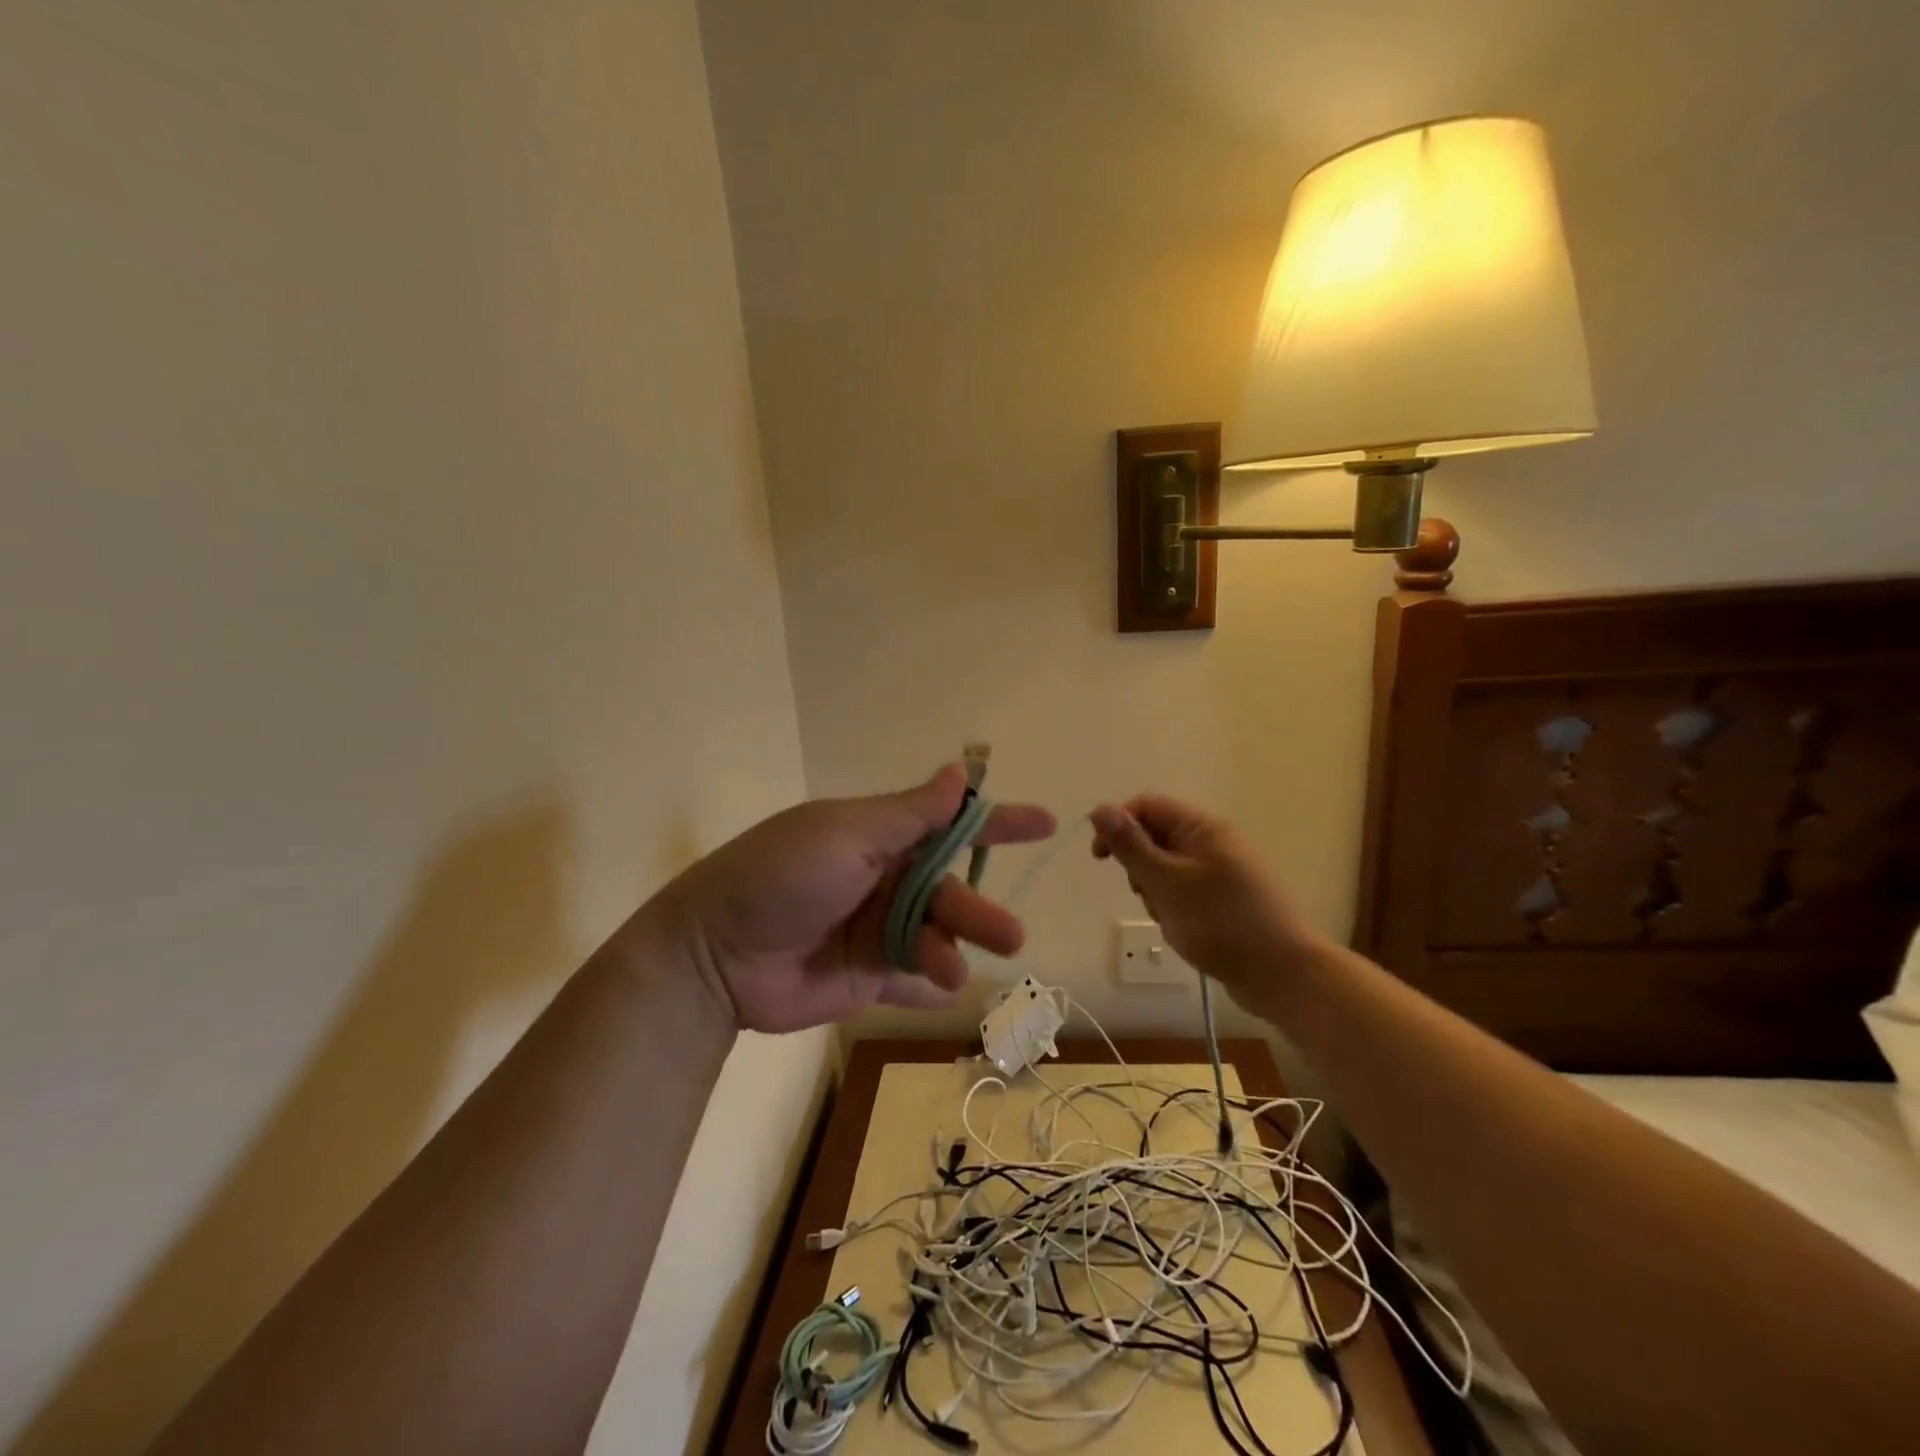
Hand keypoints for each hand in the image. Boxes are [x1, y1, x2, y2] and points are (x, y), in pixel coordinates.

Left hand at [636, 764, 1055, 1032]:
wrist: (715, 955)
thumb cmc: (781, 877)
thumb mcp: (846, 833)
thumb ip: (909, 813)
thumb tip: (959, 771)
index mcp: (881, 838)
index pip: (950, 824)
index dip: (998, 823)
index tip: (1046, 823)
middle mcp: (885, 881)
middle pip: (949, 892)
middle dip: (979, 910)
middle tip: (1009, 935)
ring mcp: (877, 932)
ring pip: (936, 939)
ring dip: (950, 951)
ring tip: (948, 967)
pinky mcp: (866, 979)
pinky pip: (910, 983)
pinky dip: (927, 987)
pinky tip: (939, 991)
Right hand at [1089, 794, 1326, 1009]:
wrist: (1282, 974)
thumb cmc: (1220, 922)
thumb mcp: (1166, 882)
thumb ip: (1131, 845)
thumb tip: (1100, 809)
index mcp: (1202, 827)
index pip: (1146, 806)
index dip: (1117, 824)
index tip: (1100, 858)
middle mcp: (1213, 841)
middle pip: (1155, 837)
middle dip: (1139, 866)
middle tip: (1147, 895)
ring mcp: (1221, 871)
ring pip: (1166, 868)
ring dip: (1155, 891)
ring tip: (1169, 918)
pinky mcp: (1224, 899)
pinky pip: (1184, 891)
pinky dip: (1173, 906)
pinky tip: (1183, 930)